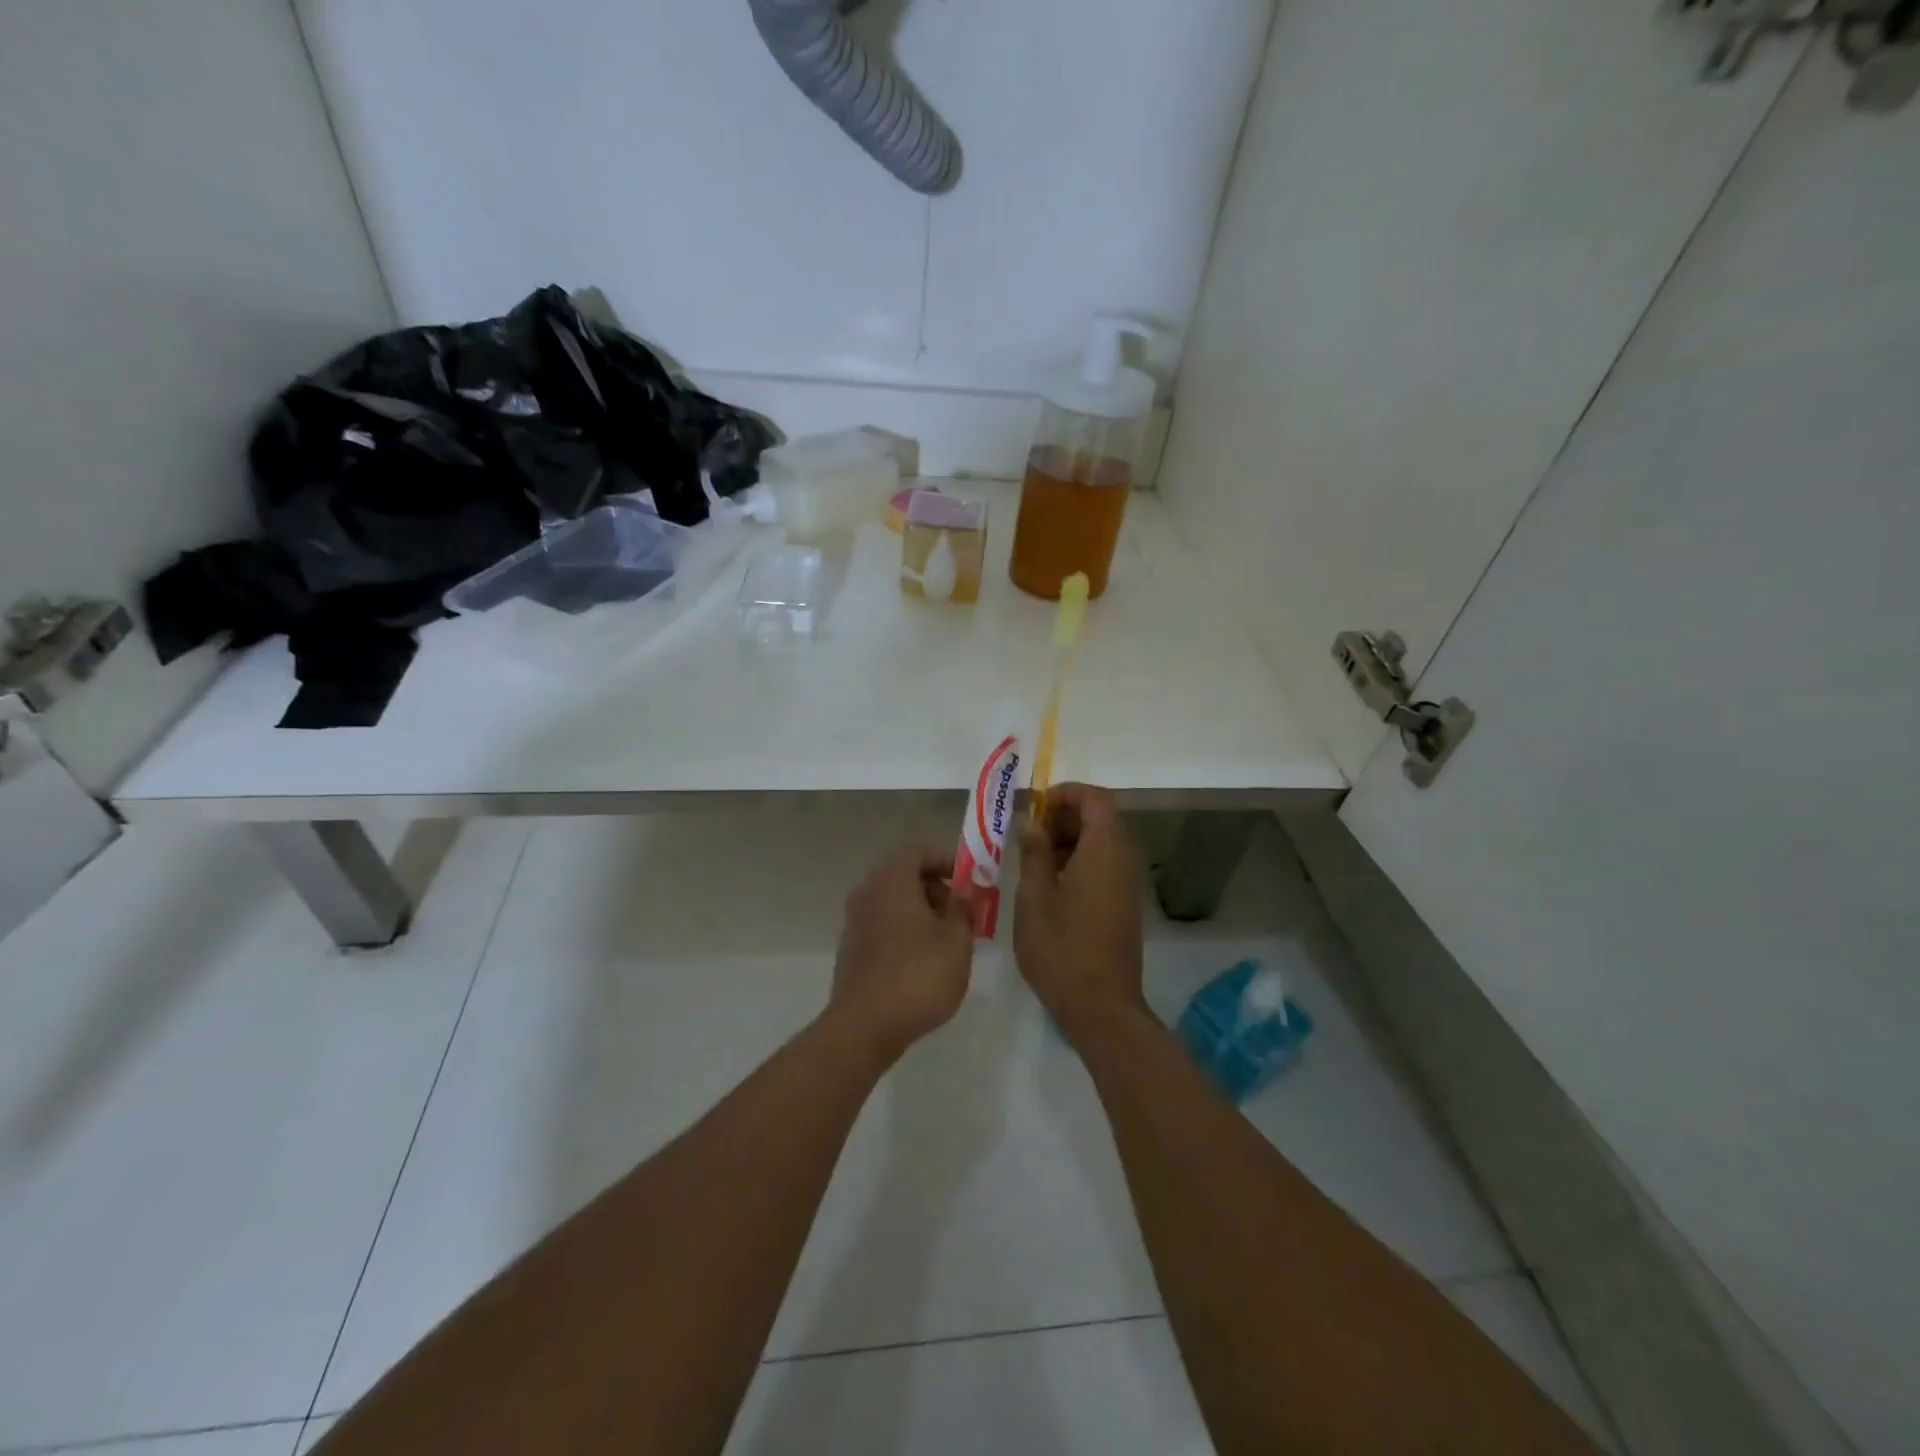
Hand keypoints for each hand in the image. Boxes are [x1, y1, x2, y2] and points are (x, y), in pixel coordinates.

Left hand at [828, 845, 975, 1064]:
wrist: (864, 1027)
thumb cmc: (918, 976)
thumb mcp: (956, 940)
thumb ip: (963, 910)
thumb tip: (961, 896)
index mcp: (891, 881)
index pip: (918, 851)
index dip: (946, 859)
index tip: (969, 879)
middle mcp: (868, 893)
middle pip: (904, 874)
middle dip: (936, 887)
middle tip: (962, 912)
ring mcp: (855, 922)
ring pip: (893, 901)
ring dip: (922, 911)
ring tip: (948, 940)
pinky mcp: (852, 949)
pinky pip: (883, 924)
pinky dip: (905, 930)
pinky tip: (924, 960)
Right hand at [1014, 784, 1146, 1039]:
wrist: (1101, 1006)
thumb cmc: (1061, 948)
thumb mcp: (1034, 897)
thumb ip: (1033, 852)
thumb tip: (1030, 820)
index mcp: (1104, 850)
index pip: (1095, 798)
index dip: (1066, 793)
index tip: (1035, 808)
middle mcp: (1123, 860)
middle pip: (1100, 818)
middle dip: (1063, 817)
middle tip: (1028, 836)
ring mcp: (1127, 884)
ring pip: (1102, 843)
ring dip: (1069, 841)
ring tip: (1033, 862)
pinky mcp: (1125, 904)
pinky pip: (1104, 866)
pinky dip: (1079, 862)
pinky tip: (1050, 888)